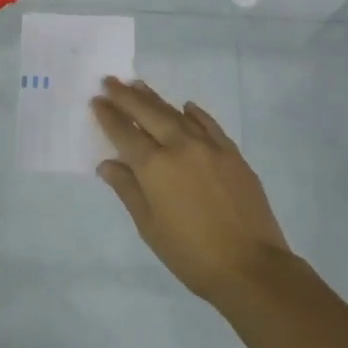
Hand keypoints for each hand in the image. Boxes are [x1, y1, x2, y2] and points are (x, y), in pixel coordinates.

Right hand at [91, 77, 294, 302]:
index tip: (96, 100)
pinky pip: (208, 125)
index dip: (108, 116)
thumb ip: (128, 190)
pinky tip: (186, 107)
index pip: (124, 133)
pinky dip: (194, 114)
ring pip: (176, 114)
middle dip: (126, 96)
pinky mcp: (232, 154)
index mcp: (154, 167)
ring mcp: (209, 147)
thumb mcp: (149, 226)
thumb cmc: (190, 253)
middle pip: (148, 113)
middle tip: (110, 80)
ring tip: (138, 84)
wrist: (251, 266)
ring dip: (155, 98)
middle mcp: (180, 147)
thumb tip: (108, 164)